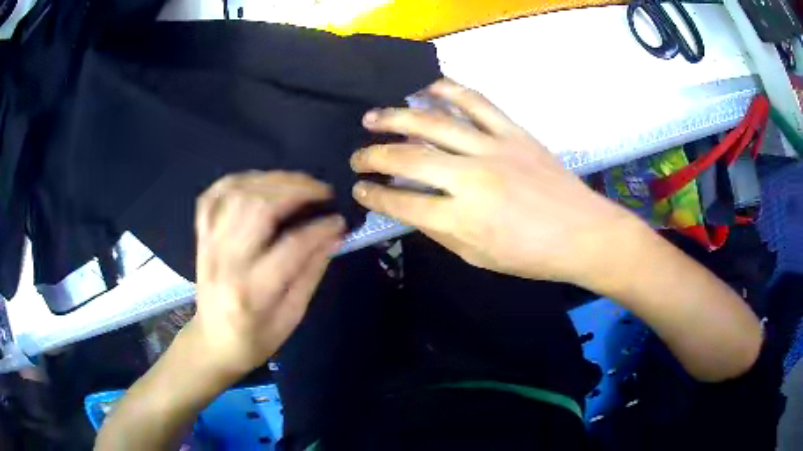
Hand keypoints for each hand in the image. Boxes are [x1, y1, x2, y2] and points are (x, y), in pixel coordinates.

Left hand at [186, 171, 344, 377]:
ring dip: (272, 180)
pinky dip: (237, 180)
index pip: (291, 247)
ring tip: (298, 182)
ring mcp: (208, 245)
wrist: (212, 343)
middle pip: (259, 207)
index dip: (320, 228)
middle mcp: (226, 262)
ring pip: (237, 194)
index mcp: (252, 291)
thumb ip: (311, 273)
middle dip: (296, 190)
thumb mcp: (291, 317)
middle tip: (322, 191)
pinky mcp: (201, 238)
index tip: (340, 220)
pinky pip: (212, 196)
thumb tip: (334, 236)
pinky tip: (259, 181)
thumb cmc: (255, 339)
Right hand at [350, 79, 645, 288]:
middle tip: (357, 156)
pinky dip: (448, 90)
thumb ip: (440, 231)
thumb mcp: (478, 257)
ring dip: (396, 117)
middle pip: (408, 158)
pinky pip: (476, 102)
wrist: (582, 233)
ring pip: (433, 123)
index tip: (359, 189)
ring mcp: (493, 148)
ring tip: (373, 117)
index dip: (373, 196)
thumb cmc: (531, 256)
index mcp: (462, 219)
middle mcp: (471, 178)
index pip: (401, 203)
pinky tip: (425, 87)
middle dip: (373, 156)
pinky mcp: (513, 132)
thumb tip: (411, 207)